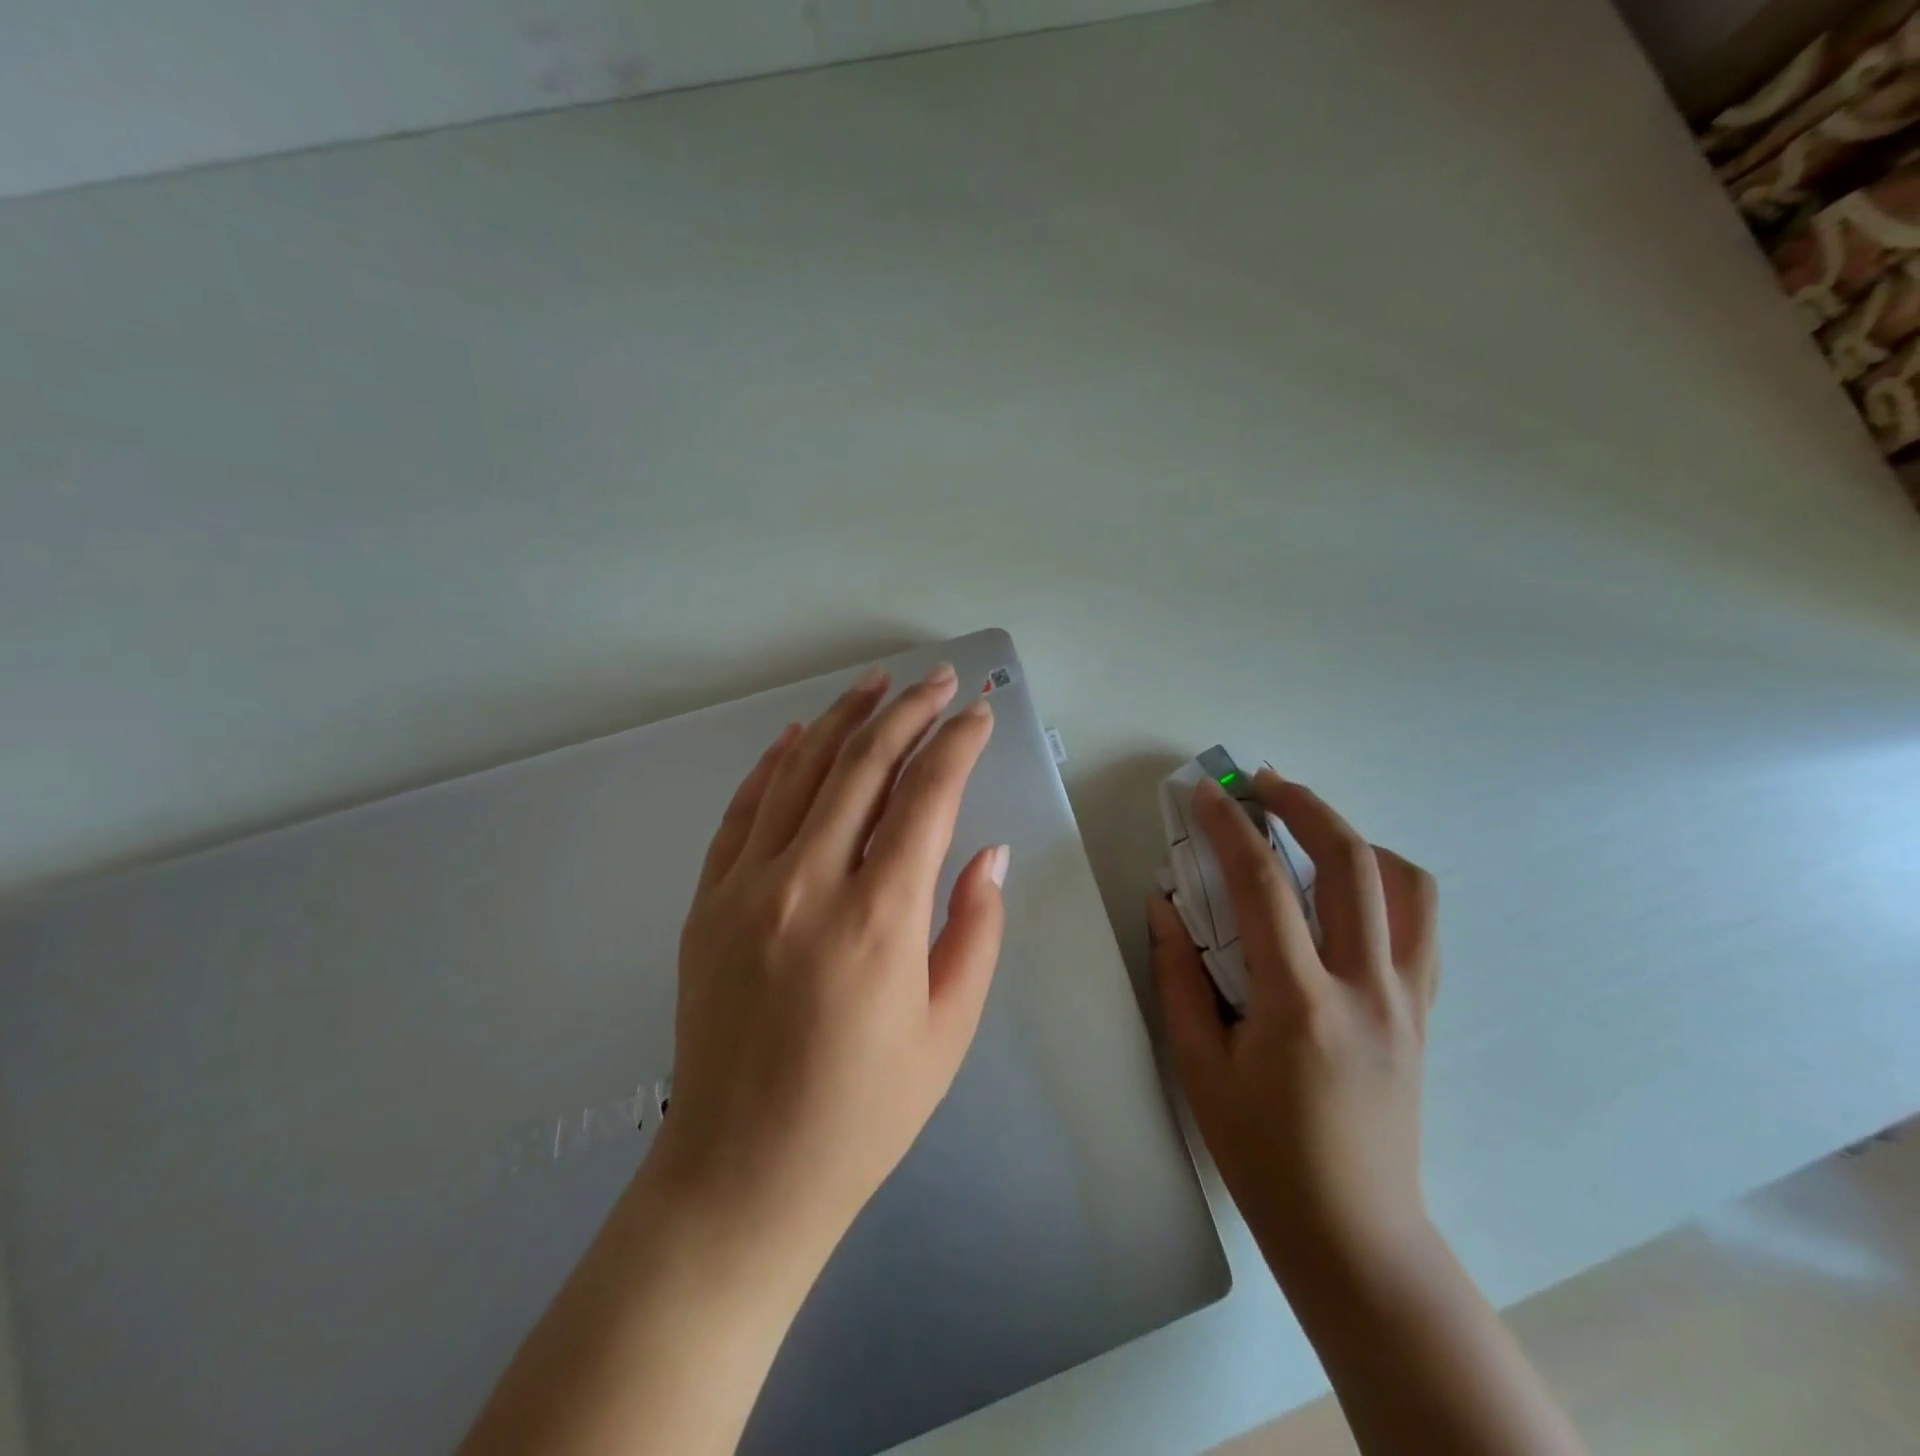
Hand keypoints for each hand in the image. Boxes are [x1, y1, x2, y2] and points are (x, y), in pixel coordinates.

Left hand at [651, 661, 1009, 1264]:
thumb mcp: (948, 1029)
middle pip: (863, 765)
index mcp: (878, 918)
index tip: (979, 714)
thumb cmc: (863, 1112)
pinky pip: (743, 811)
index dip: (957, 744)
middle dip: (908, 711)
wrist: (742, 1174)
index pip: (926, 795)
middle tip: (938, 680)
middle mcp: (808, 883)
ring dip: (843, 720)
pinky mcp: (708, 902)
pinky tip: (798, 736)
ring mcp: (747, 887)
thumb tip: (988, 852)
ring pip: (800, 772)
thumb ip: (974, 928)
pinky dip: (773, 765)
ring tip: (876, 685)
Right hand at [1150, 768, 1438, 1267]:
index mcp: (1301, 1004)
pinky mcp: (1424, 1012)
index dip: (1229, 828)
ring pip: (1408, 885)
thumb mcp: (1198, 1066)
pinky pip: (1421, 925)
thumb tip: (1164, 906)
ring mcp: (1408, 999)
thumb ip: (1178, 976)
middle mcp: (1367, 989)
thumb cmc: (1263, 1154)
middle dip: (1305, 805)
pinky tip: (1347, 886)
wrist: (1355, 1232)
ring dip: (1355, 836)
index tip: (1204, 792)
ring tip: (1308, 827)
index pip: (1263, 887)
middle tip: (1262, 782)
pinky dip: (1387, 882)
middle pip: (1353, 862)